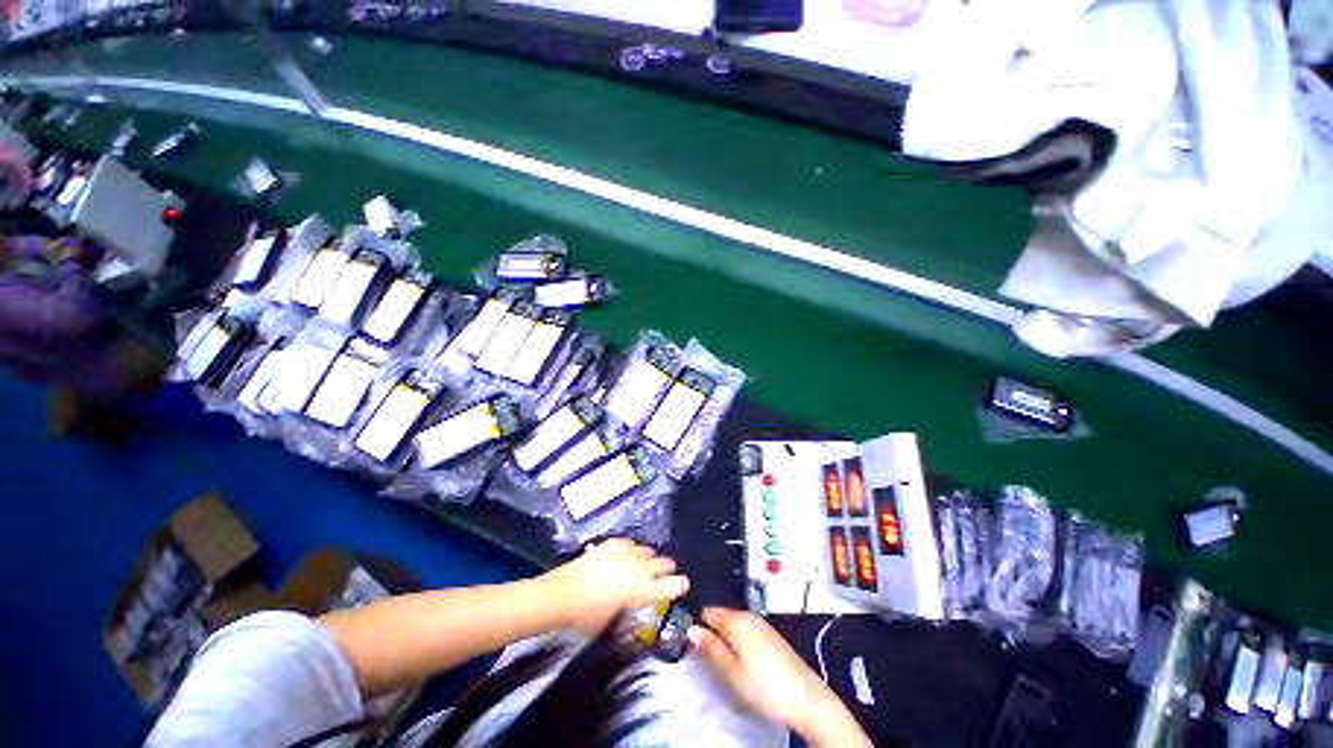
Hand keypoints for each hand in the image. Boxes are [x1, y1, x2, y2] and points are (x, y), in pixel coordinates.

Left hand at [540, 538, 688, 634]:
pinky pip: (632, 543)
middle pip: (666, 562)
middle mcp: (640, 566)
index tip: (682, 587)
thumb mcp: (615, 625)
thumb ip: (635, 615)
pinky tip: (625, 558)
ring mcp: (627, 551)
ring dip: (649, 560)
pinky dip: (633, 551)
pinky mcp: (614, 542)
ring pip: (649, 550)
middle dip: (666, 570)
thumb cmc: (587, 618)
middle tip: (659, 578)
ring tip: (641, 568)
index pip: (674, 584)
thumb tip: (645, 610)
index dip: (681, 585)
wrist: (560, 595)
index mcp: (643, 589)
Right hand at [689, 608, 870, 746]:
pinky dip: (740, 643)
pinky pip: (747, 632)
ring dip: (726, 639)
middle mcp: (748, 615)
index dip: (697, 626)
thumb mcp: (731, 672)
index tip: (691, 646)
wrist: (807, 698)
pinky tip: (743, 663)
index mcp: (736, 620)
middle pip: (721, 617)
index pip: (707, 611)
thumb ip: (710, 648)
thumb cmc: (764, 686)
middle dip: (712, 633)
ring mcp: (762, 625)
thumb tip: (690, 629)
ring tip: (724, 664)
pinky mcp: (772, 637)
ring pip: (734, 625)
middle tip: (707, 660)